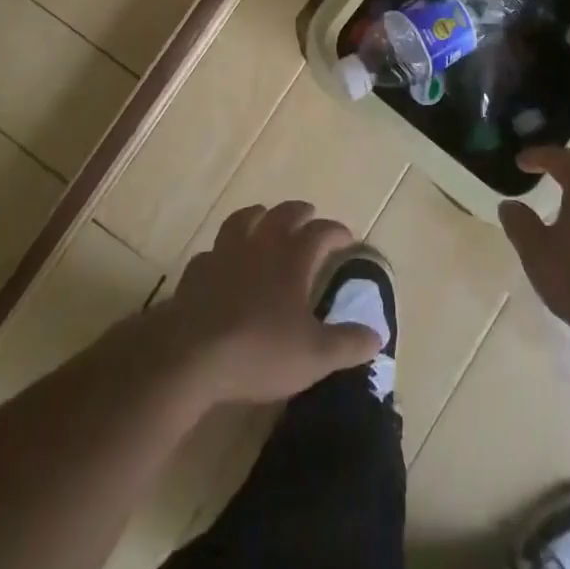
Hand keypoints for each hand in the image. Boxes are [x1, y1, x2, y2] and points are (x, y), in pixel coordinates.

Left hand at [159, 201, 380, 405]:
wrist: (191, 356)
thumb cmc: (259, 351)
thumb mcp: (314, 356)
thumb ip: (348, 344)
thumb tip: (377, 336)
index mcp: (292, 258)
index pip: (322, 232)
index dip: (337, 232)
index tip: (347, 238)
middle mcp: (261, 244)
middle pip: (284, 214)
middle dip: (300, 212)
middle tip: (309, 216)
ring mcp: (225, 253)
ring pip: (244, 219)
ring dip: (259, 215)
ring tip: (264, 220)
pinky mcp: (197, 271)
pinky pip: (213, 250)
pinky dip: (223, 251)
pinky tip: (223, 262)